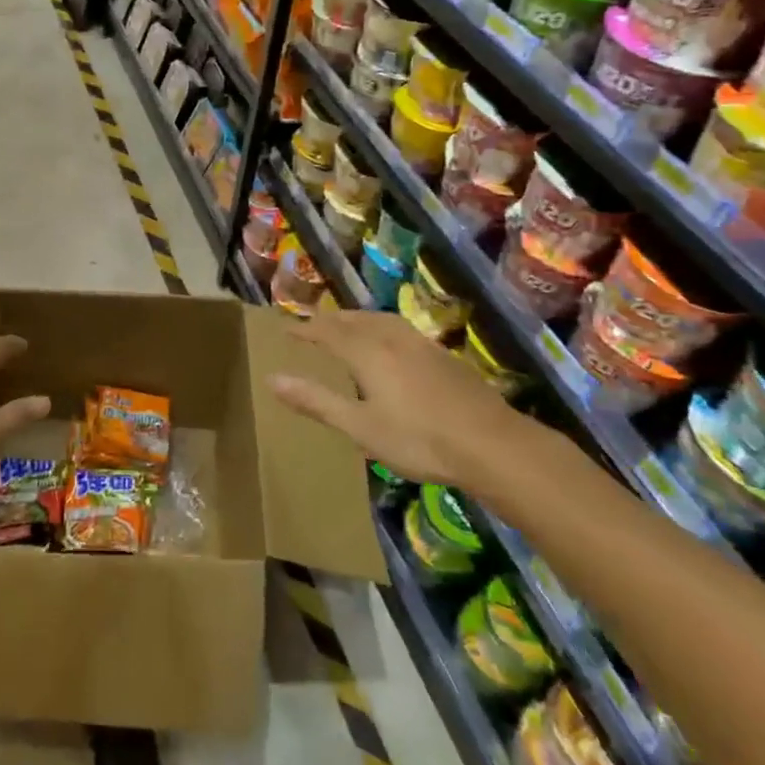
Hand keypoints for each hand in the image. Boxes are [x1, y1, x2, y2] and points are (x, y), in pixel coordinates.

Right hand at [270, 310, 525, 484]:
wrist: (492, 444)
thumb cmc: (418, 439)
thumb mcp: (360, 427)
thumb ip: (316, 401)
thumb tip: (272, 379)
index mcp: (367, 352)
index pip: (327, 331)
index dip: (304, 328)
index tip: (285, 329)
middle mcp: (392, 339)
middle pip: (354, 320)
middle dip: (330, 320)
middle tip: (312, 324)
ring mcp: (422, 345)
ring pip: (381, 321)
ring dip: (358, 319)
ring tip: (348, 326)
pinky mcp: (444, 357)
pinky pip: (401, 330)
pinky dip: (382, 329)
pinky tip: (392, 346)